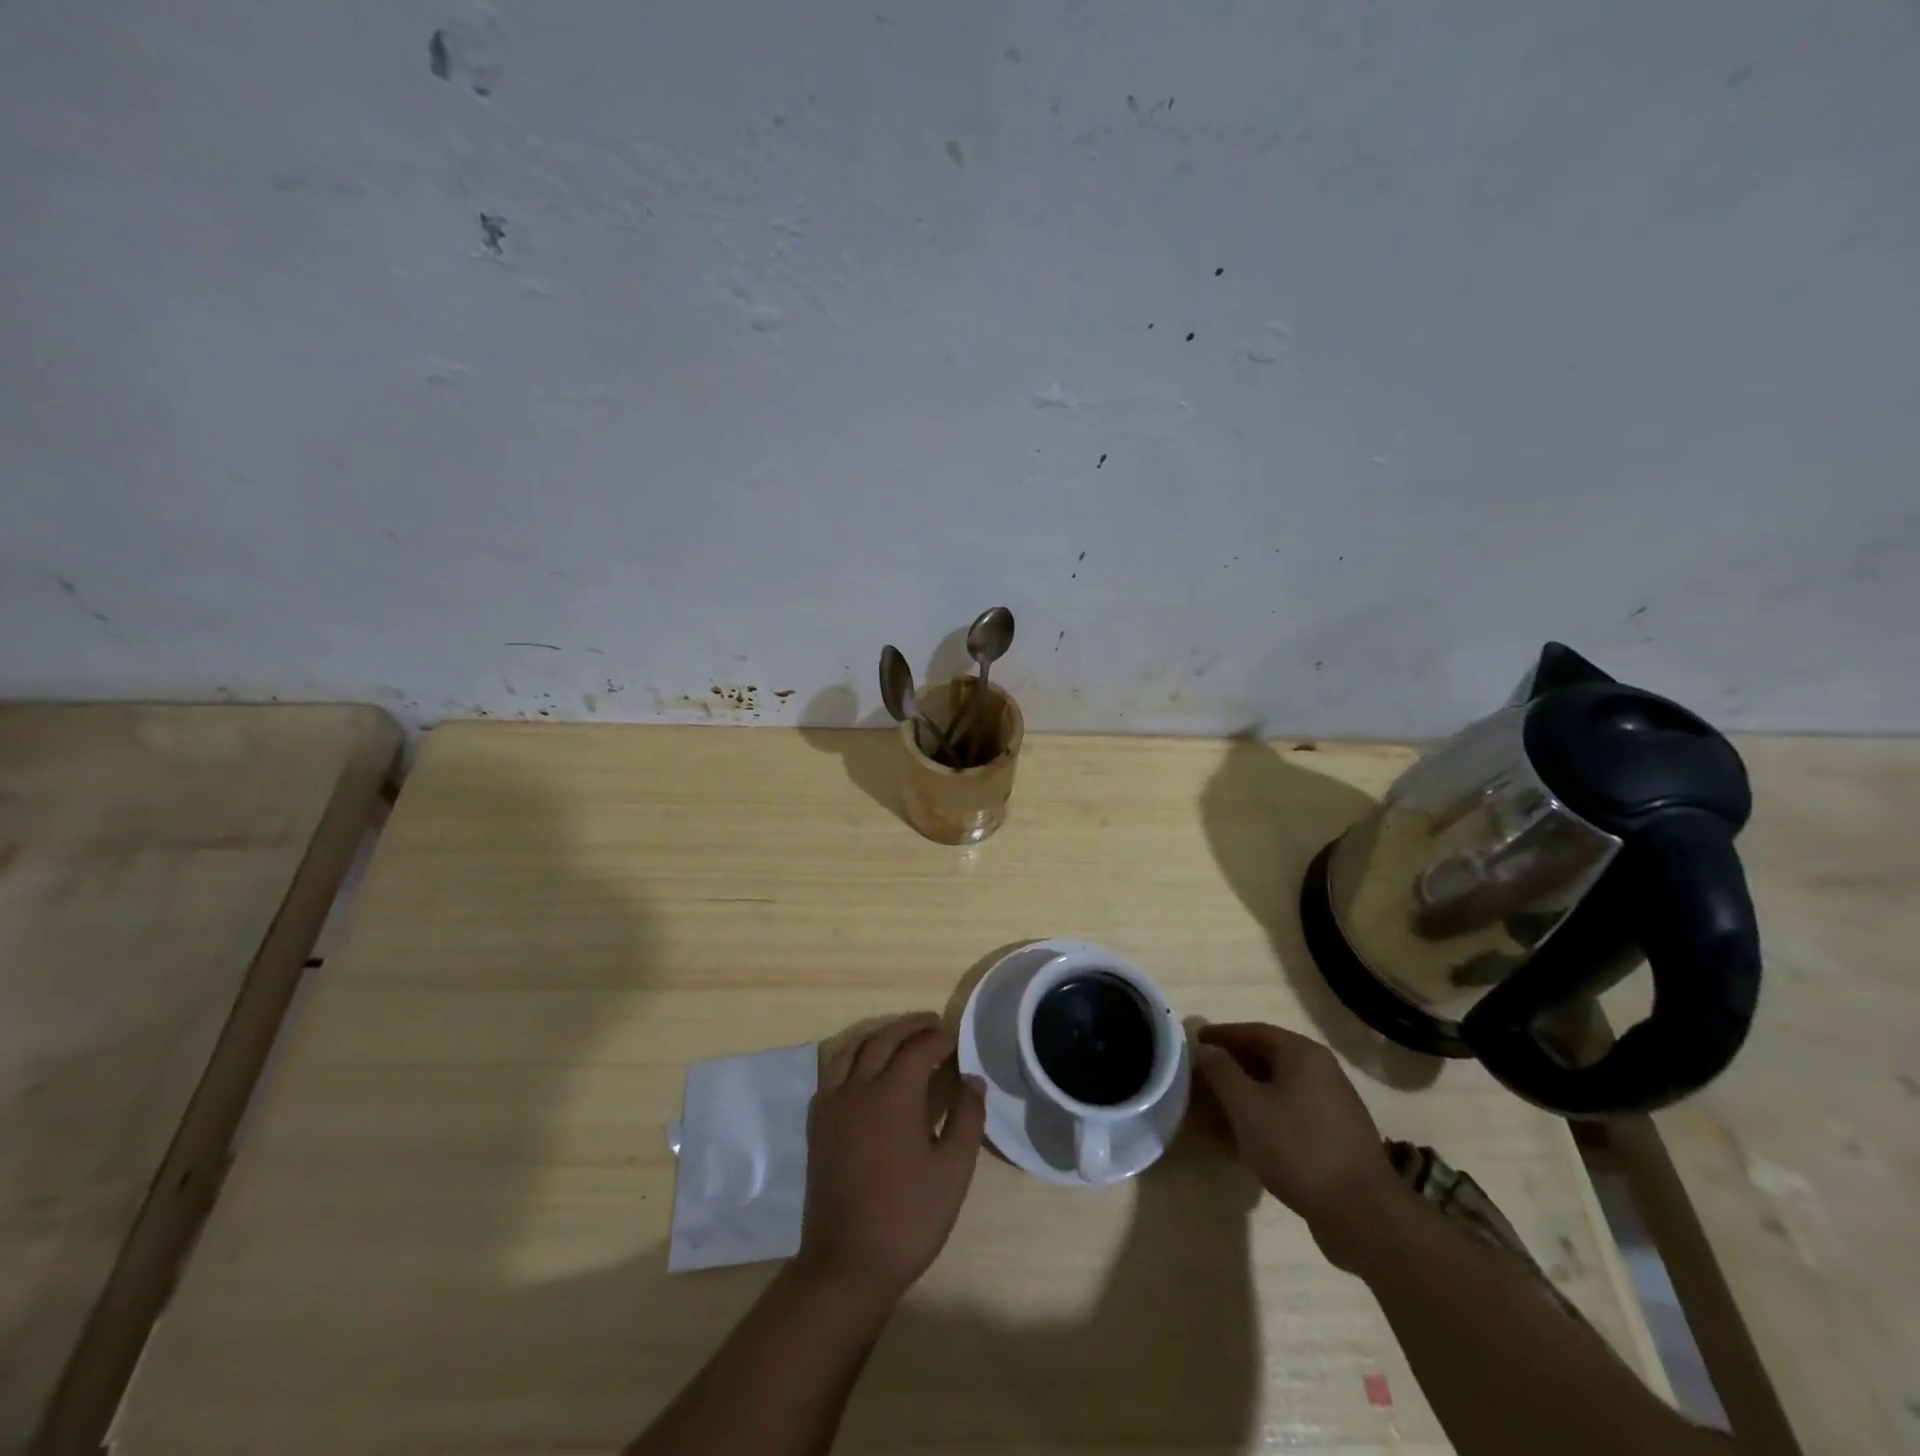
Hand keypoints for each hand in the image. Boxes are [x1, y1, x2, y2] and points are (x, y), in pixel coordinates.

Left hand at [796, 1013, 986, 1305]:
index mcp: (893, 1094)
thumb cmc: (908, 1218)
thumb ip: (967, 1117)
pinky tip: (865, 1069)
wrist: (846, 1265)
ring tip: (900, 1038)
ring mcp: (832, 1104)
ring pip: (853, 1048)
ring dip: (879, 1036)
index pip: (919, 1048)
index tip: (958, 1041)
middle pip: (884, 1039)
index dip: (940, 1039)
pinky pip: (832, 1071)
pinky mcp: (818, 1123)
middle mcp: (859, 1087)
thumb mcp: (953, 1171)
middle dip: (911, 1027)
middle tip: (933, 1025)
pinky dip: (852, 1056)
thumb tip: (973, 1078)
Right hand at [1196, 1022, 1408, 1269]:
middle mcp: (1323, 1070)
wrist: (1362, 1213)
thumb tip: (1209, 1049)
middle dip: (1236, 1063)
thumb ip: (1222, 1072)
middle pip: (1270, 1055)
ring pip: (1283, 1085)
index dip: (1222, 1035)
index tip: (1196, 1042)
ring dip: (1252, 1089)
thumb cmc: (1297, 1149)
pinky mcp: (1340, 1134)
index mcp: (1303, 1054)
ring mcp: (1336, 1103)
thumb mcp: (1246, 1107)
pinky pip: (1296, 1109)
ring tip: (1224, 1104)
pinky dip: (1270, 1111)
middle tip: (1206, 1073)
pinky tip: (1255, 1133)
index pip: (1253, 1031)